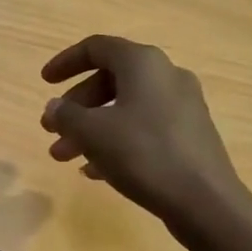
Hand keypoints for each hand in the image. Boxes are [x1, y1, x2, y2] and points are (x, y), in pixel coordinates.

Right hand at [40, 35, 245, 227]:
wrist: (206, 202)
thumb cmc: (144, 154)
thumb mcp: (93, 133)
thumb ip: (67, 115)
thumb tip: (55, 107)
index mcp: (143, 62)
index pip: (97, 47)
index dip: (66, 62)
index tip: (44, 83)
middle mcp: (166, 75)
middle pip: (110, 79)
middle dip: (76, 106)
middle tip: (52, 130)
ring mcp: (183, 106)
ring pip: (126, 107)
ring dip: (92, 128)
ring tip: (65, 158)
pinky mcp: (190, 135)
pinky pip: (144, 128)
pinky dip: (117, 141)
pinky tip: (96, 171)